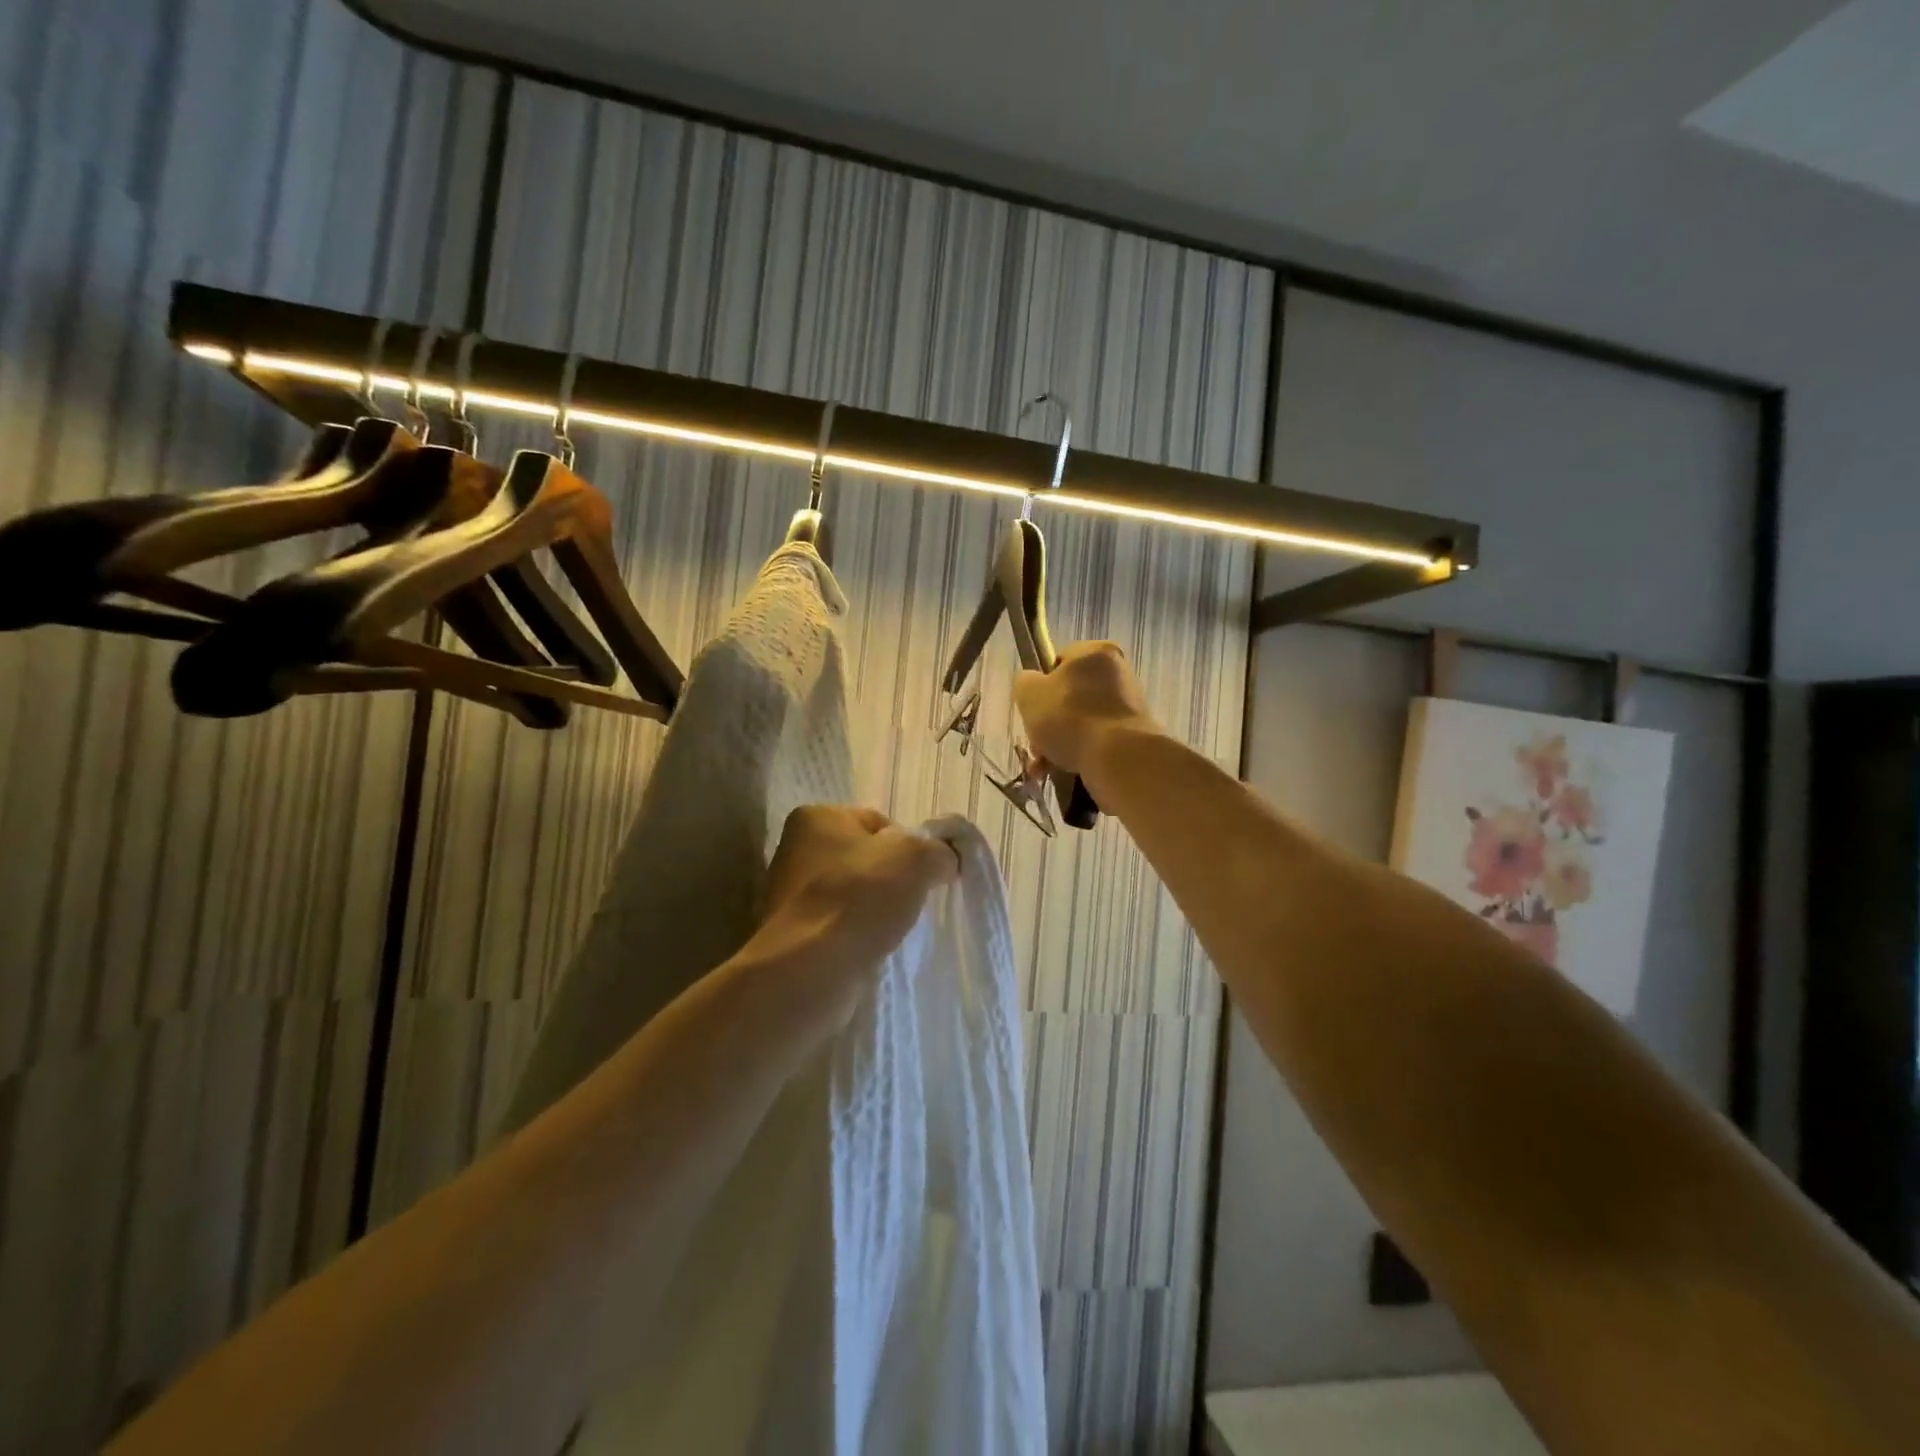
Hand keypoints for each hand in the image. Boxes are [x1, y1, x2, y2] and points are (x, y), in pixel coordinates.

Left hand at [745, 806, 959, 1028]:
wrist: (810, 972)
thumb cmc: (859, 899)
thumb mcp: (917, 858)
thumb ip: (937, 850)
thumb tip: (943, 860)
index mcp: (818, 817)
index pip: (879, 822)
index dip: (910, 847)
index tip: (923, 876)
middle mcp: (796, 850)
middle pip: (866, 859)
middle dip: (893, 880)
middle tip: (911, 903)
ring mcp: (790, 895)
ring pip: (854, 896)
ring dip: (876, 911)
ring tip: (891, 931)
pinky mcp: (793, 935)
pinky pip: (840, 927)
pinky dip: (858, 936)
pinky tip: (871, 950)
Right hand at [1013, 641, 1158, 778]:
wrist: (1117, 758)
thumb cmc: (1069, 717)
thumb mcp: (1029, 693)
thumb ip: (1025, 682)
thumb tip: (1032, 685)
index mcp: (1096, 652)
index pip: (1060, 660)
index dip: (1041, 685)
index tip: (1034, 707)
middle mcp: (1118, 672)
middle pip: (1070, 695)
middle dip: (1049, 722)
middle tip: (1036, 744)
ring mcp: (1130, 704)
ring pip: (1082, 721)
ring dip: (1060, 742)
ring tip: (1044, 766)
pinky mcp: (1134, 734)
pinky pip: (1098, 739)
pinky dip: (1080, 753)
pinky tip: (1064, 771)